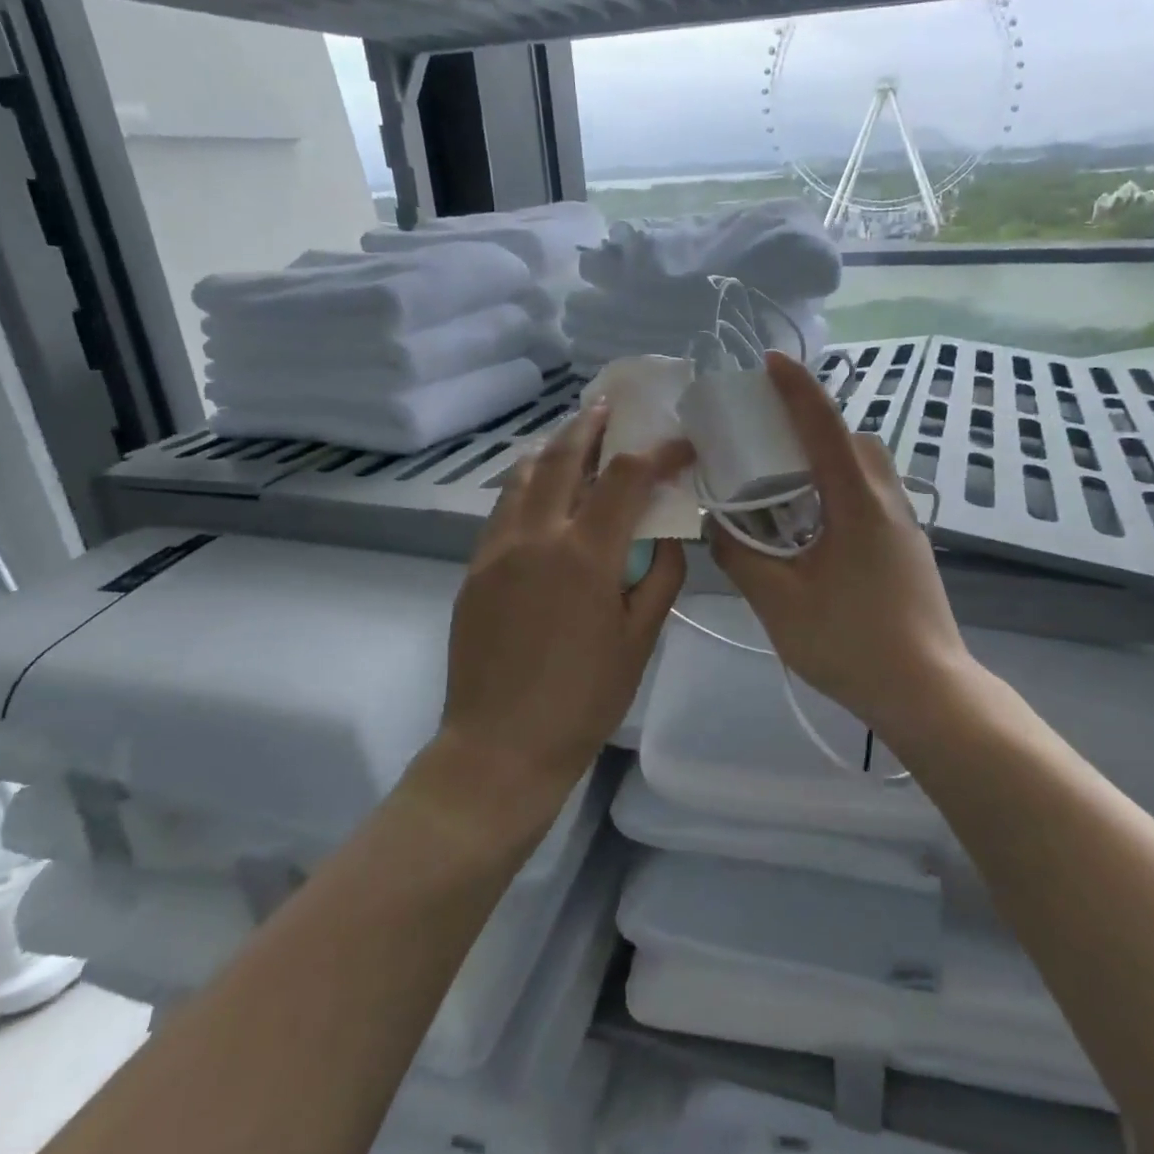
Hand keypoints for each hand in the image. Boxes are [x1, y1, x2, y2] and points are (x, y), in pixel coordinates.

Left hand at [441, 403, 692, 792]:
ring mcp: (496, 550)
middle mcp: (536, 537)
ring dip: (552, 449)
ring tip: (571, 437)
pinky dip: (525, 484)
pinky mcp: (474, 569)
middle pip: (563, 459)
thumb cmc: (583, 699)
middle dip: (590, 426)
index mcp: (584, 555)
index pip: (626, 479)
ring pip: (523, 477)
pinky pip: (502, 509)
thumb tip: (665, 534)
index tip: (679, 444)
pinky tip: (538, 490)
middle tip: (608, 406)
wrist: (500, 747)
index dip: (657, 453)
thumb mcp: (640, 640)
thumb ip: (659, 576)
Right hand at [708, 353, 973, 739]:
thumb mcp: (779, 601)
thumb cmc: (850, 642)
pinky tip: (814, 528)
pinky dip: (840, 488)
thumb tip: (717, 525)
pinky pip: (872, 496)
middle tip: (769, 440)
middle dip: (813, 424)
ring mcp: (905, 524)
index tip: (770, 362)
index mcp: (857, 502)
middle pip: (853, 440)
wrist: (928, 692)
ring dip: (829, 459)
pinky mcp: (909, 548)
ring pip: (867, 468)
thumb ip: (740, 556)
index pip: (824, 427)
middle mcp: (887, 500)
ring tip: (786, 487)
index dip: (796, 388)